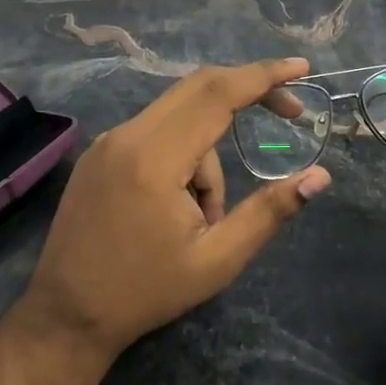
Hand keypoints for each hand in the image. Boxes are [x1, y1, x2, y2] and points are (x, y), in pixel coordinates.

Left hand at [24, 58, 332, 358]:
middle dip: (249, 91)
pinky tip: (177, 203)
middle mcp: (129, 135)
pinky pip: (158, 130)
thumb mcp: (217, 261)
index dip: (263, 76)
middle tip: (290, 113)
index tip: (301, 66)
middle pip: (200, 87)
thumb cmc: (146, 293)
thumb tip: (320, 176)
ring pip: (181, 115)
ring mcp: (110, 140)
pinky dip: (184, 153)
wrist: (65, 317)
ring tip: (204, 218)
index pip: (218, 94)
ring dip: (209, 151)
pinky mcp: (102, 151)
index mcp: (156, 159)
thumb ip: (270, 212)